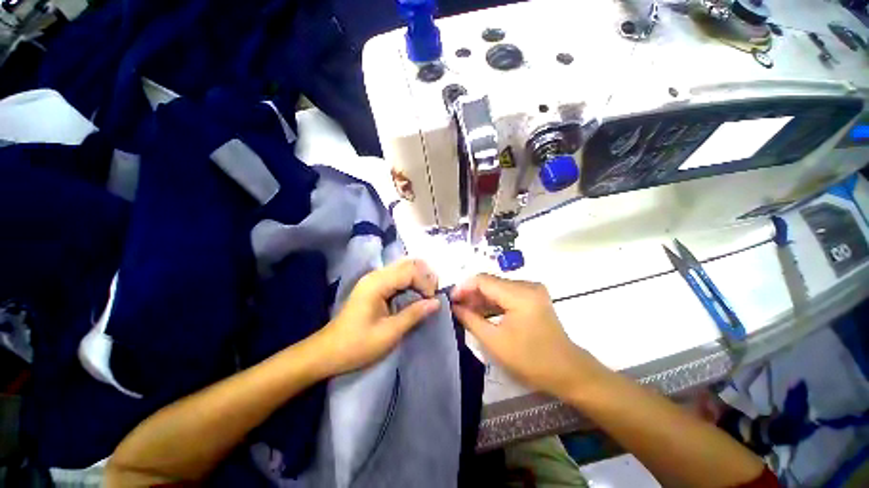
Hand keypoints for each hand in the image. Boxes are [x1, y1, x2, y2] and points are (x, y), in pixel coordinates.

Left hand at [316, 258, 440, 375]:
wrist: (328, 352)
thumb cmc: (357, 345)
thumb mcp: (389, 333)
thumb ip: (414, 314)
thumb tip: (437, 302)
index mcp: (377, 284)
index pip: (410, 271)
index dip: (425, 283)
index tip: (432, 301)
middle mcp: (375, 275)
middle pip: (407, 264)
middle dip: (424, 276)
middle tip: (433, 294)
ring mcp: (373, 279)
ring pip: (403, 267)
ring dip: (418, 277)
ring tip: (427, 293)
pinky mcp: (374, 285)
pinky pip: (397, 276)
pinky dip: (410, 281)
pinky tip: (415, 293)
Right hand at [451, 274, 603, 396]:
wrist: (567, 371)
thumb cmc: (531, 360)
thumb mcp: (494, 341)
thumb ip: (471, 320)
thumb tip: (454, 307)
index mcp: (520, 294)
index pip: (484, 280)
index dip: (464, 287)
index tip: (451, 300)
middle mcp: (527, 285)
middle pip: (491, 282)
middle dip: (471, 293)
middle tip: (456, 307)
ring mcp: (532, 290)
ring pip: (498, 287)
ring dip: (481, 298)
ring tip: (465, 310)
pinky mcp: (533, 297)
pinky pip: (506, 294)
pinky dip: (492, 302)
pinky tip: (481, 311)